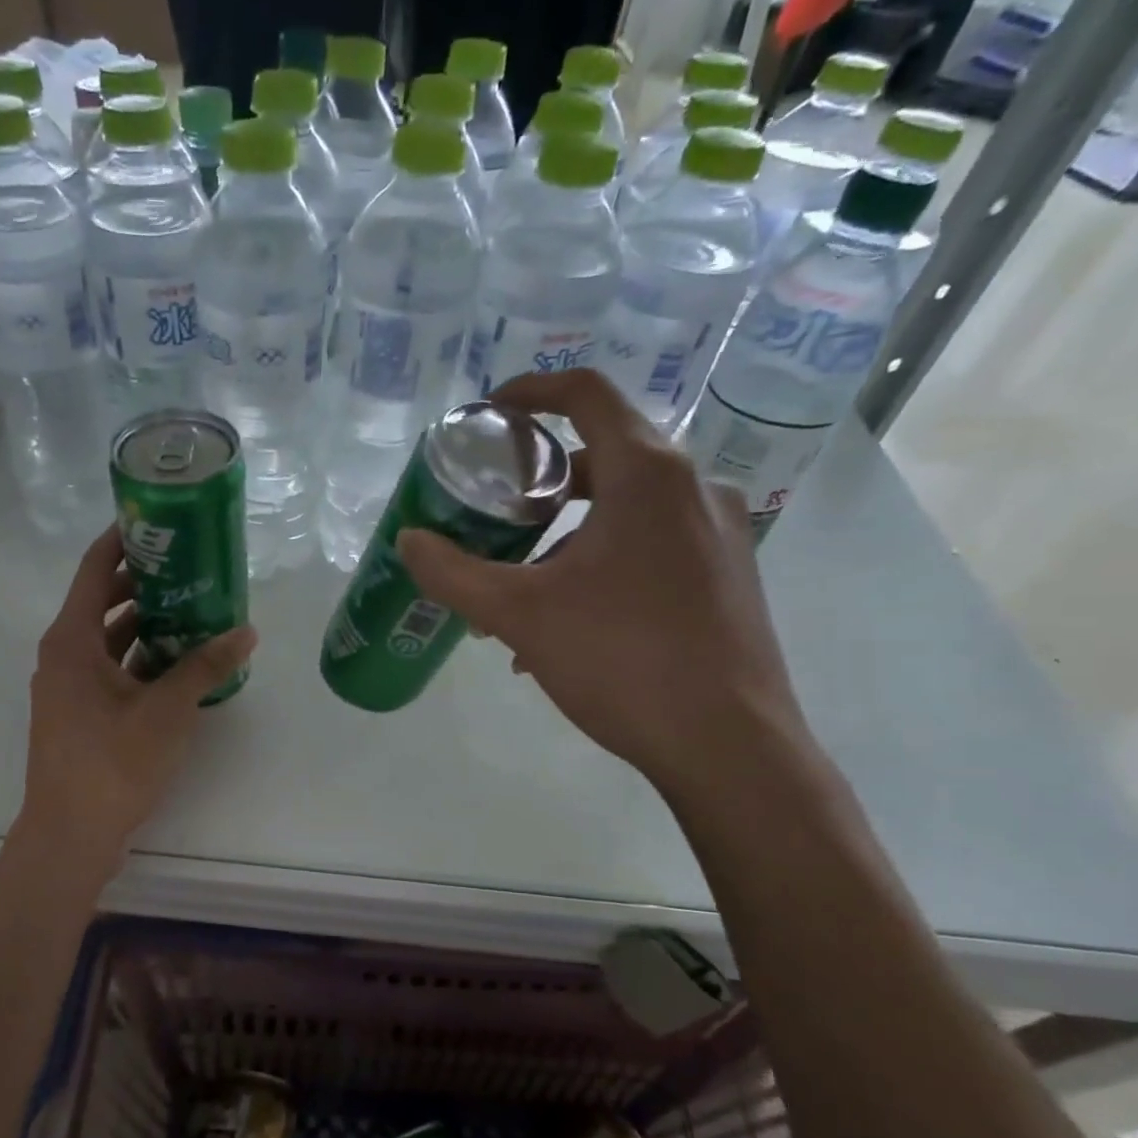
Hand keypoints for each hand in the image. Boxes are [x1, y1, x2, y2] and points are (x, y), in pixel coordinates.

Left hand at [13, 527, 256, 874]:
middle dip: (144, 581)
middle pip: (102, 600)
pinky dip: (142, 659)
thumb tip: (247, 631)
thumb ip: (206, 666)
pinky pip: (113, 669)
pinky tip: (181, 661)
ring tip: (195, 608)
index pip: (93, 568)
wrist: (71, 835)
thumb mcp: (167, 709)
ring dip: (146, 623)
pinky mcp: (81, 714)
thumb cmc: (112, 762)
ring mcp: (70, 687)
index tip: (157, 519)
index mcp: (71, 640)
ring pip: (110, 639)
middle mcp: (64, 655)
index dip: (122, 539)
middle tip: (190, 564)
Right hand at [396, 368, 808, 795]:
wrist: (729, 746)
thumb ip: (454, 573)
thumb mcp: (520, 614)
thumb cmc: (621, 660)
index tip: (490, 412)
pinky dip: (601, 566)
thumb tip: (408, 542)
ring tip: (519, 596)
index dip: (531, 391)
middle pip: (604, 458)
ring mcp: (720, 533)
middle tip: (493, 514)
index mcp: (648, 475)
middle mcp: (694, 488)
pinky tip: (566, 628)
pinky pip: (651, 549)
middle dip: (539, 485)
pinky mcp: (728, 576)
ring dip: (565, 539)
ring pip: (625, 512)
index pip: (586, 394)